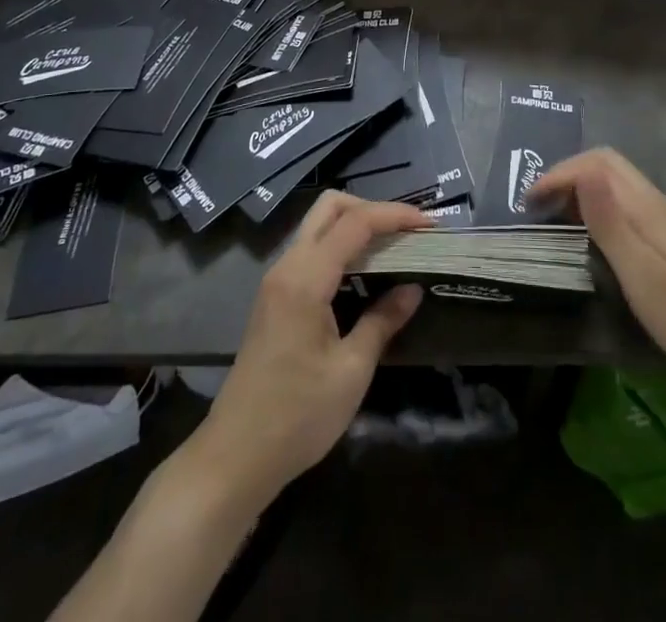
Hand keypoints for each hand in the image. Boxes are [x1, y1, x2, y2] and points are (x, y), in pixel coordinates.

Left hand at [194, 193, 430, 502]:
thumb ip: (382, 322)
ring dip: (356, 225)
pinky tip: (365, 271)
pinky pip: (312, 249)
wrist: (235, 458)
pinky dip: (341, 246)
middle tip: (407, 231)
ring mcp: (277, 280)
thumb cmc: (297, 417)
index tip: (430, 224)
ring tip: (394, 246)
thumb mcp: (351, 371)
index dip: (395, 215)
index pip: (355, 222)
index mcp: (305, 278)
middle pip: (329, 207)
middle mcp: (287, 266)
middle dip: (372, 208)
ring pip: (318, 225)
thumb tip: (413, 290)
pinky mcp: (275, 296)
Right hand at [534, 149, 665, 393]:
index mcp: (646, 205)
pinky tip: (592, 243)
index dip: (560, 173)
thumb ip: (609, 220)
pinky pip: (626, 209)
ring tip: (556, 223)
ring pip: (617, 188)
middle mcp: (656, 204)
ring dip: (582, 194)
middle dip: (568, 177)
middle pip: (607, 167)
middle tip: (538, 209)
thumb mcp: (640, 271)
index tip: (530, 203)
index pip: (597, 162)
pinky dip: (599, 212)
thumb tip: (582, 169)